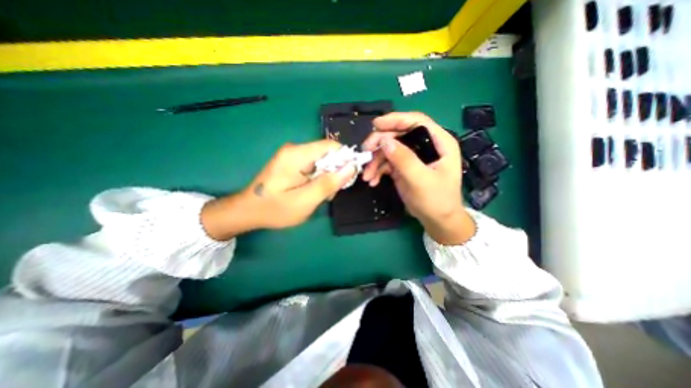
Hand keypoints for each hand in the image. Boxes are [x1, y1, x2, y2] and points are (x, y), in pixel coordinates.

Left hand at [204, 140, 354, 240]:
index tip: (349, 178)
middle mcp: (295, 149)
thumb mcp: (305, 201)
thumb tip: (351, 167)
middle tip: (331, 193)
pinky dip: (319, 178)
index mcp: (297, 154)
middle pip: (327, 153)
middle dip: (335, 172)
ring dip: (327, 177)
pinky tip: (313, 191)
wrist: (248, 211)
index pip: (331, 146)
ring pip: (322, 161)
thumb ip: (329, 183)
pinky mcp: (291, 162)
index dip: (345, 159)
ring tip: (320, 196)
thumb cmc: (275, 209)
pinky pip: (314, 165)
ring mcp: (292, 155)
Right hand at [363, 112, 475, 244]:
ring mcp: (412, 157)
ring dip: (375, 161)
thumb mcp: (421, 180)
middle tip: (365, 152)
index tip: (376, 125)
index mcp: (439, 142)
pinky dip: (377, 170)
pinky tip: (372, 180)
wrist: (437, 220)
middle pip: (399, 135)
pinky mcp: (403, 168)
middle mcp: (425, 146)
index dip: (396, 119)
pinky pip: (387, 163)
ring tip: (366, 175)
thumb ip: (404, 160)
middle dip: (380, 143)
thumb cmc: (437, 200)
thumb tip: (384, 141)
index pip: (416, 121)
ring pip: (389, 149)